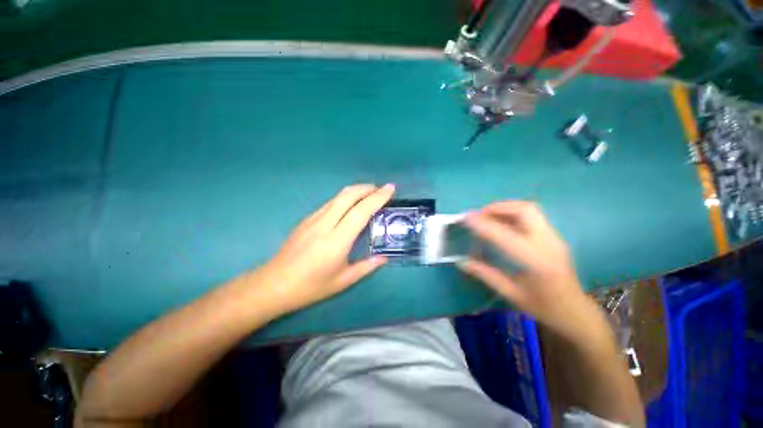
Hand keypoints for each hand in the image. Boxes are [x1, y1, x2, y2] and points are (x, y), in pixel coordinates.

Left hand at [255, 184, 394, 313]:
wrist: (274, 284)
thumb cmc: (310, 286)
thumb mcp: (343, 281)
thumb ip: (366, 267)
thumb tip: (383, 258)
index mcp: (337, 241)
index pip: (361, 211)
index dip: (377, 197)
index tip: (390, 189)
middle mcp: (325, 224)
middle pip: (348, 195)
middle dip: (367, 188)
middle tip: (381, 190)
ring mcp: (313, 219)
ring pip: (338, 196)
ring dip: (356, 191)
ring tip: (369, 194)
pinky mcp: (306, 219)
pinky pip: (330, 203)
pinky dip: (345, 198)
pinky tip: (350, 206)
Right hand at [458, 201, 596, 336]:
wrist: (576, 312)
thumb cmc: (543, 307)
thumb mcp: (511, 293)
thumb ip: (485, 274)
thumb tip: (461, 262)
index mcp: (537, 262)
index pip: (505, 236)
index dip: (484, 225)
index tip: (466, 217)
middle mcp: (549, 244)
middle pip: (525, 210)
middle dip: (499, 207)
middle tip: (480, 215)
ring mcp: (554, 238)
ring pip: (530, 209)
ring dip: (506, 208)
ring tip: (488, 216)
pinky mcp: (554, 237)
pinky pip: (533, 216)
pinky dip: (513, 213)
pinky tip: (501, 223)